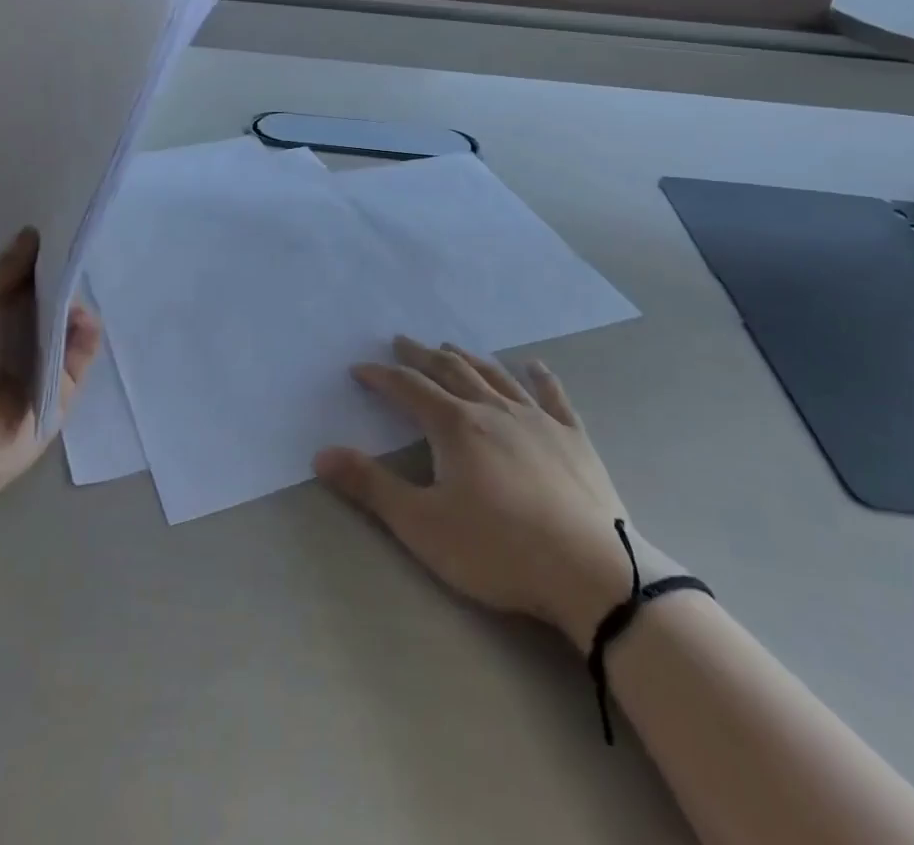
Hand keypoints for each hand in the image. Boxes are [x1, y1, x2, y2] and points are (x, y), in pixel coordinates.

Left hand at [0, 228, 101, 500]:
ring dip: (76, 307)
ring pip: (67, 325)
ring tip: (83, 292)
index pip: (16, 278)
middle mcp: (9, 337)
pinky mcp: (61, 390)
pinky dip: (86, 339)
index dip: (36, 256)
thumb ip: (6, 271)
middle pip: (46, 299)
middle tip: (83, 251)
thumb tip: (33, 233)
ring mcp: (37, 365)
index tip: (61, 228)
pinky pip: (81, 357)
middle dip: (63, 278)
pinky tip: (87, 322)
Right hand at [315, 338, 665, 649]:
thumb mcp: (422, 525)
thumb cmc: (498, 550)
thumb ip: (371, 486)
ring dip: (470, 358)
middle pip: (450, 371)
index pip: (409, 388)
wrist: (591, 572)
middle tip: (403, 340)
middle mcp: (493, 409)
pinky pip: (553, 396)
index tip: (360, 369)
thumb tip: (321, 454)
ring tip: (452, 346)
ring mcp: (537, 420)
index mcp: (455, 426)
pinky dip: (540, 377)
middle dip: (422, 355)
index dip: (381, 376)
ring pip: (495, 376)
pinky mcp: (573, 437)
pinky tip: (534, 365)